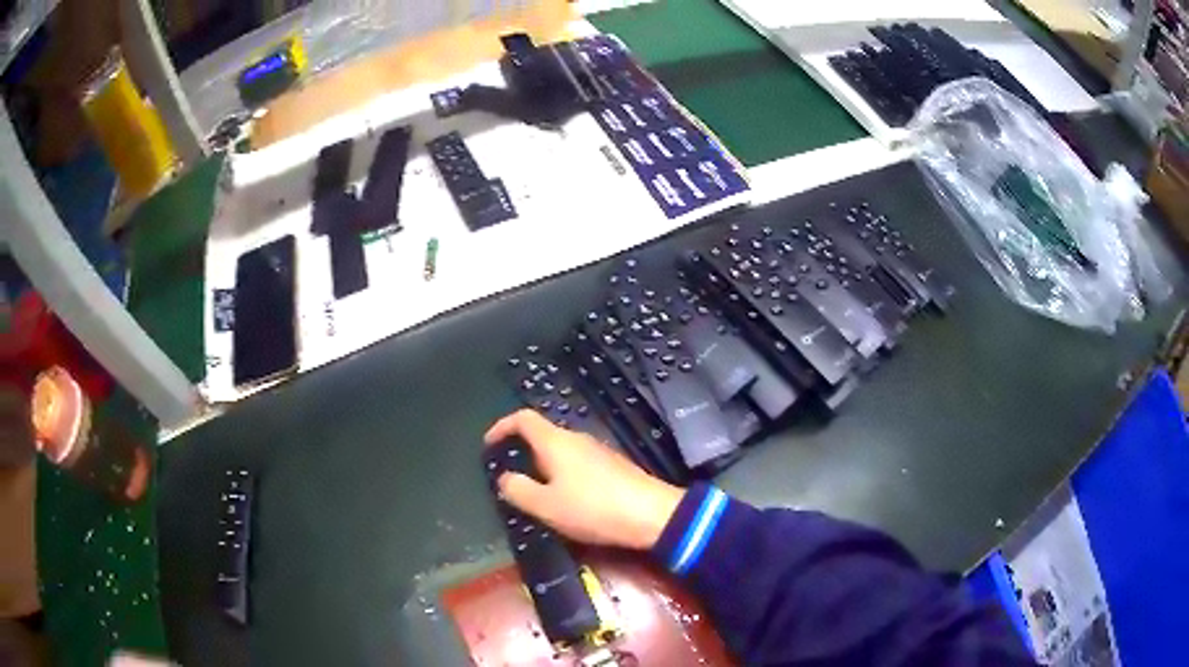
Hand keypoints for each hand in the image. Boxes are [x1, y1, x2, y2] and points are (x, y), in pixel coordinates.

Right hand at [484, 409, 684, 549]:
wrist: (652, 515)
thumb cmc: (593, 508)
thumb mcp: (546, 506)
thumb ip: (518, 490)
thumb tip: (505, 478)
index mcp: (556, 442)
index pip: (522, 419)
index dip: (501, 427)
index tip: (488, 445)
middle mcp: (577, 439)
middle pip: (542, 436)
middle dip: (522, 453)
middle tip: (511, 479)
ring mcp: (598, 451)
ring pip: (561, 452)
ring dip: (543, 468)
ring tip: (537, 495)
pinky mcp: (614, 467)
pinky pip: (578, 464)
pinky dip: (563, 476)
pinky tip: (567, 501)